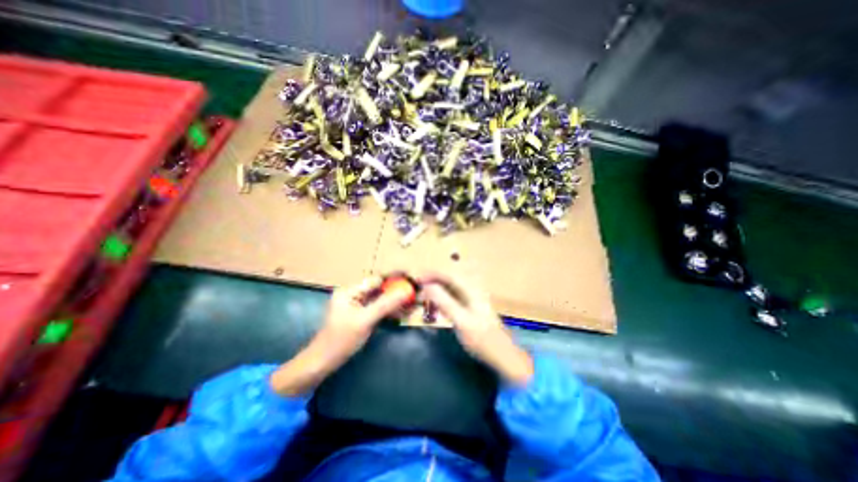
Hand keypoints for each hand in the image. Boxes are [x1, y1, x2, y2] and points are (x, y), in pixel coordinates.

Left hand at [270, 278, 412, 396]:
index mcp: (350, 291)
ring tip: (412, 302)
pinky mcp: (361, 315)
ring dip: (395, 301)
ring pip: (380, 299)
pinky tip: (401, 312)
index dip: (394, 278)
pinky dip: (389, 310)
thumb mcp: (364, 321)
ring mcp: (357, 305)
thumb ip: (385, 305)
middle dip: (396, 290)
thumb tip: (405, 291)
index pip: (376, 280)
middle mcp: (353, 294)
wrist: (323, 362)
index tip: (411, 278)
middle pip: (379, 288)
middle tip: (414, 292)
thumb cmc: (341, 340)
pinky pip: (378, 308)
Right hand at [420, 272, 533, 385]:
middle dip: (431, 281)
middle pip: (448, 279)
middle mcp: (471, 290)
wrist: (501, 355)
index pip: (448, 274)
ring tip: (421, 297)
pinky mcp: (468, 307)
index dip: (432, 274)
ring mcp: (470, 298)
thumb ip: (445, 302)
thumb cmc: (483, 339)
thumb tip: (427, 287)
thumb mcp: (462, 321)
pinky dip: (440, 299)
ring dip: (435, 290)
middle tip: (416, 288)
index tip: (416, 278)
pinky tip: (433, 306)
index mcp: (471, 289)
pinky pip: (451, 297)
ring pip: (448, 288)